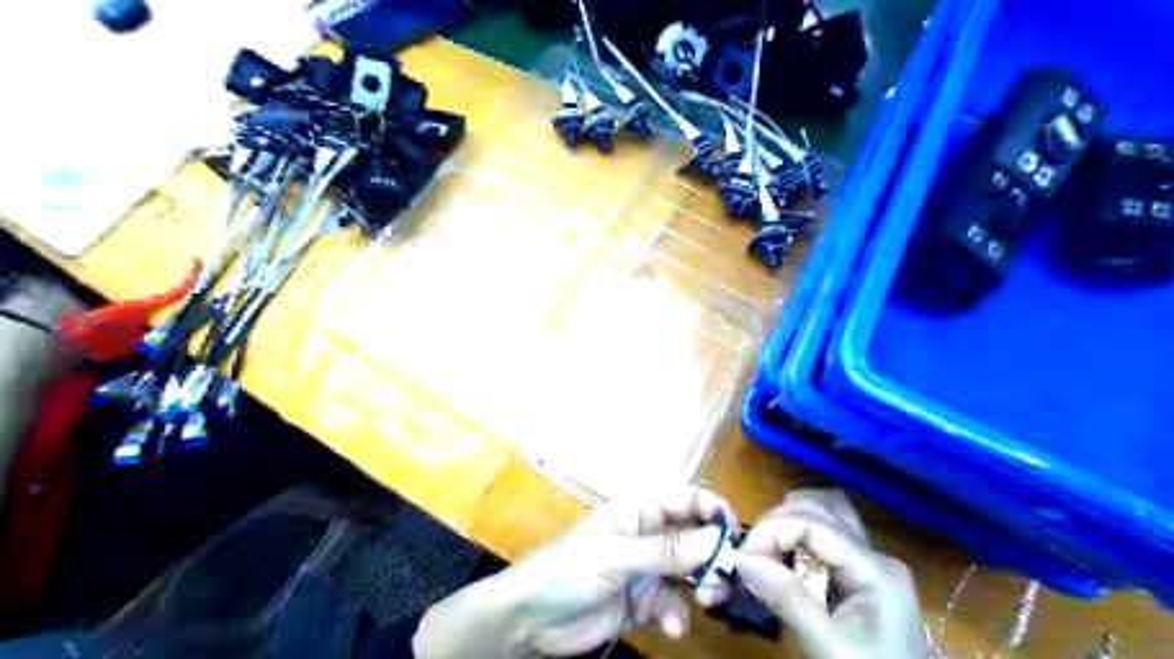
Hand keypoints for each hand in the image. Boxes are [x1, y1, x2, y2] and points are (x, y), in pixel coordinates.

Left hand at [414, 486, 730, 655]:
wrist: (531, 618)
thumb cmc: (569, 569)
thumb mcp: (618, 555)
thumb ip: (667, 550)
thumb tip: (717, 538)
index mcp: (640, 512)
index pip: (686, 500)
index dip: (712, 511)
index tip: (736, 535)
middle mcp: (647, 536)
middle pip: (693, 538)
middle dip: (713, 555)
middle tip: (726, 577)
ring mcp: (645, 570)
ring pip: (688, 573)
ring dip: (701, 587)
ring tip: (705, 602)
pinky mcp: (640, 602)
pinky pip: (671, 605)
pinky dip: (675, 615)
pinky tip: (669, 626)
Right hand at [731, 490, 925, 658]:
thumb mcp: (829, 648)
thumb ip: (788, 600)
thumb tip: (743, 560)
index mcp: (874, 568)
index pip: (812, 522)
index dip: (771, 531)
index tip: (742, 559)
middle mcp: (874, 555)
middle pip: (819, 508)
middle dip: (777, 523)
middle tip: (750, 555)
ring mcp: (870, 564)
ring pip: (824, 515)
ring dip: (788, 522)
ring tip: (763, 550)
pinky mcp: (861, 576)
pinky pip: (826, 538)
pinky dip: (798, 537)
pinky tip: (782, 558)